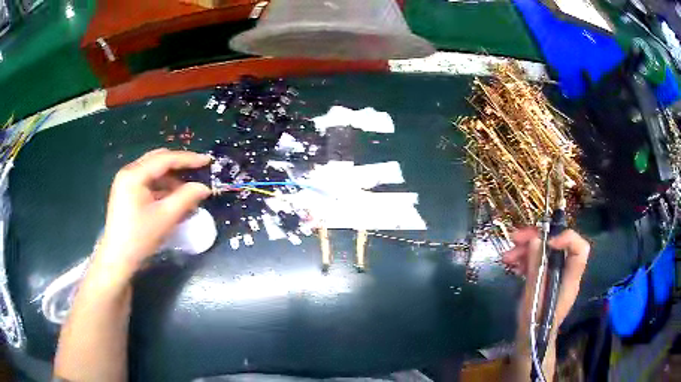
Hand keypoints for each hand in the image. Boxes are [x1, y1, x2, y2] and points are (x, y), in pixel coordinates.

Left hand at [93, 149, 211, 283]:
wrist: (117, 260)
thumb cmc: (139, 238)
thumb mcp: (165, 218)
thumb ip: (186, 198)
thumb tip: (204, 187)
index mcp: (135, 174)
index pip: (165, 159)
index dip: (188, 159)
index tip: (207, 161)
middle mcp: (128, 172)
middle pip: (158, 160)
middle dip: (179, 166)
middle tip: (198, 171)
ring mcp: (125, 182)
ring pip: (153, 172)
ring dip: (171, 179)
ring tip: (188, 192)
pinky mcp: (126, 193)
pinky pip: (148, 183)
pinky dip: (162, 188)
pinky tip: (174, 200)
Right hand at [502, 228, 590, 327]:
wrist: (530, 340)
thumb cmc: (534, 324)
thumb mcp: (533, 298)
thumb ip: (536, 269)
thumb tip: (535, 240)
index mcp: (570, 279)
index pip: (580, 250)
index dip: (566, 238)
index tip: (546, 241)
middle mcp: (565, 272)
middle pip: (558, 245)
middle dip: (537, 238)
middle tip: (516, 238)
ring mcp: (555, 274)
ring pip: (545, 251)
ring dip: (526, 249)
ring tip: (507, 256)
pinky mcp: (545, 277)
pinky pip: (538, 260)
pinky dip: (525, 259)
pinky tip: (512, 264)